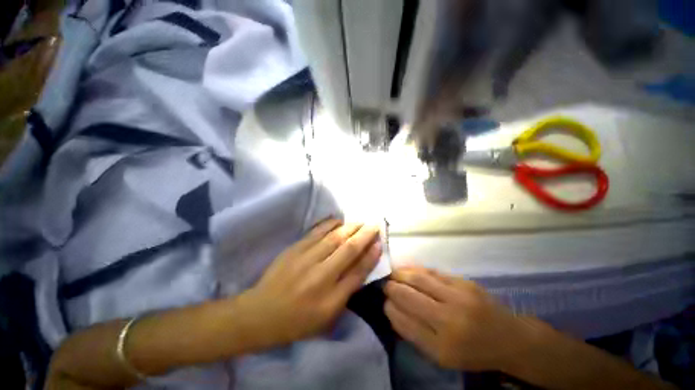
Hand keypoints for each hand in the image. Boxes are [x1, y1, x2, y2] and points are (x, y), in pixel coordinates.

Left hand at [235, 219, 381, 350]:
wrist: (261, 313)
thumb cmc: (297, 321)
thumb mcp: (327, 318)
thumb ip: (346, 293)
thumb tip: (361, 267)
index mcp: (331, 299)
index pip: (358, 272)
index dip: (371, 256)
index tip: (380, 243)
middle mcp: (321, 276)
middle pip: (349, 250)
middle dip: (365, 235)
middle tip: (374, 225)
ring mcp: (306, 260)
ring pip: (335, 237)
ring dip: (351, 227)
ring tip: (360, 221)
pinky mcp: (295, 249)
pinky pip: (316, 232)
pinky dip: (330, 224)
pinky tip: (339, 221)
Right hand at [384, 266, 535, 371]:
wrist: (510, 338)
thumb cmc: (473, 352)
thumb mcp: (442, 356)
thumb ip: (415, 334)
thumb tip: (392, 310)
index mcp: (442, 347)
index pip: (404, 321)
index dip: (390, 308)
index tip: (384, 302)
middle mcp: (449, 320)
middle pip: (408, 296)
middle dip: (391, 288)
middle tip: (385, 285)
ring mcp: (458, 297)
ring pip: (419, 279)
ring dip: (401, 274)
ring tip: (393, 274)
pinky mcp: (464, 282)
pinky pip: (432, 272)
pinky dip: (416, 270)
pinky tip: (409, 270)